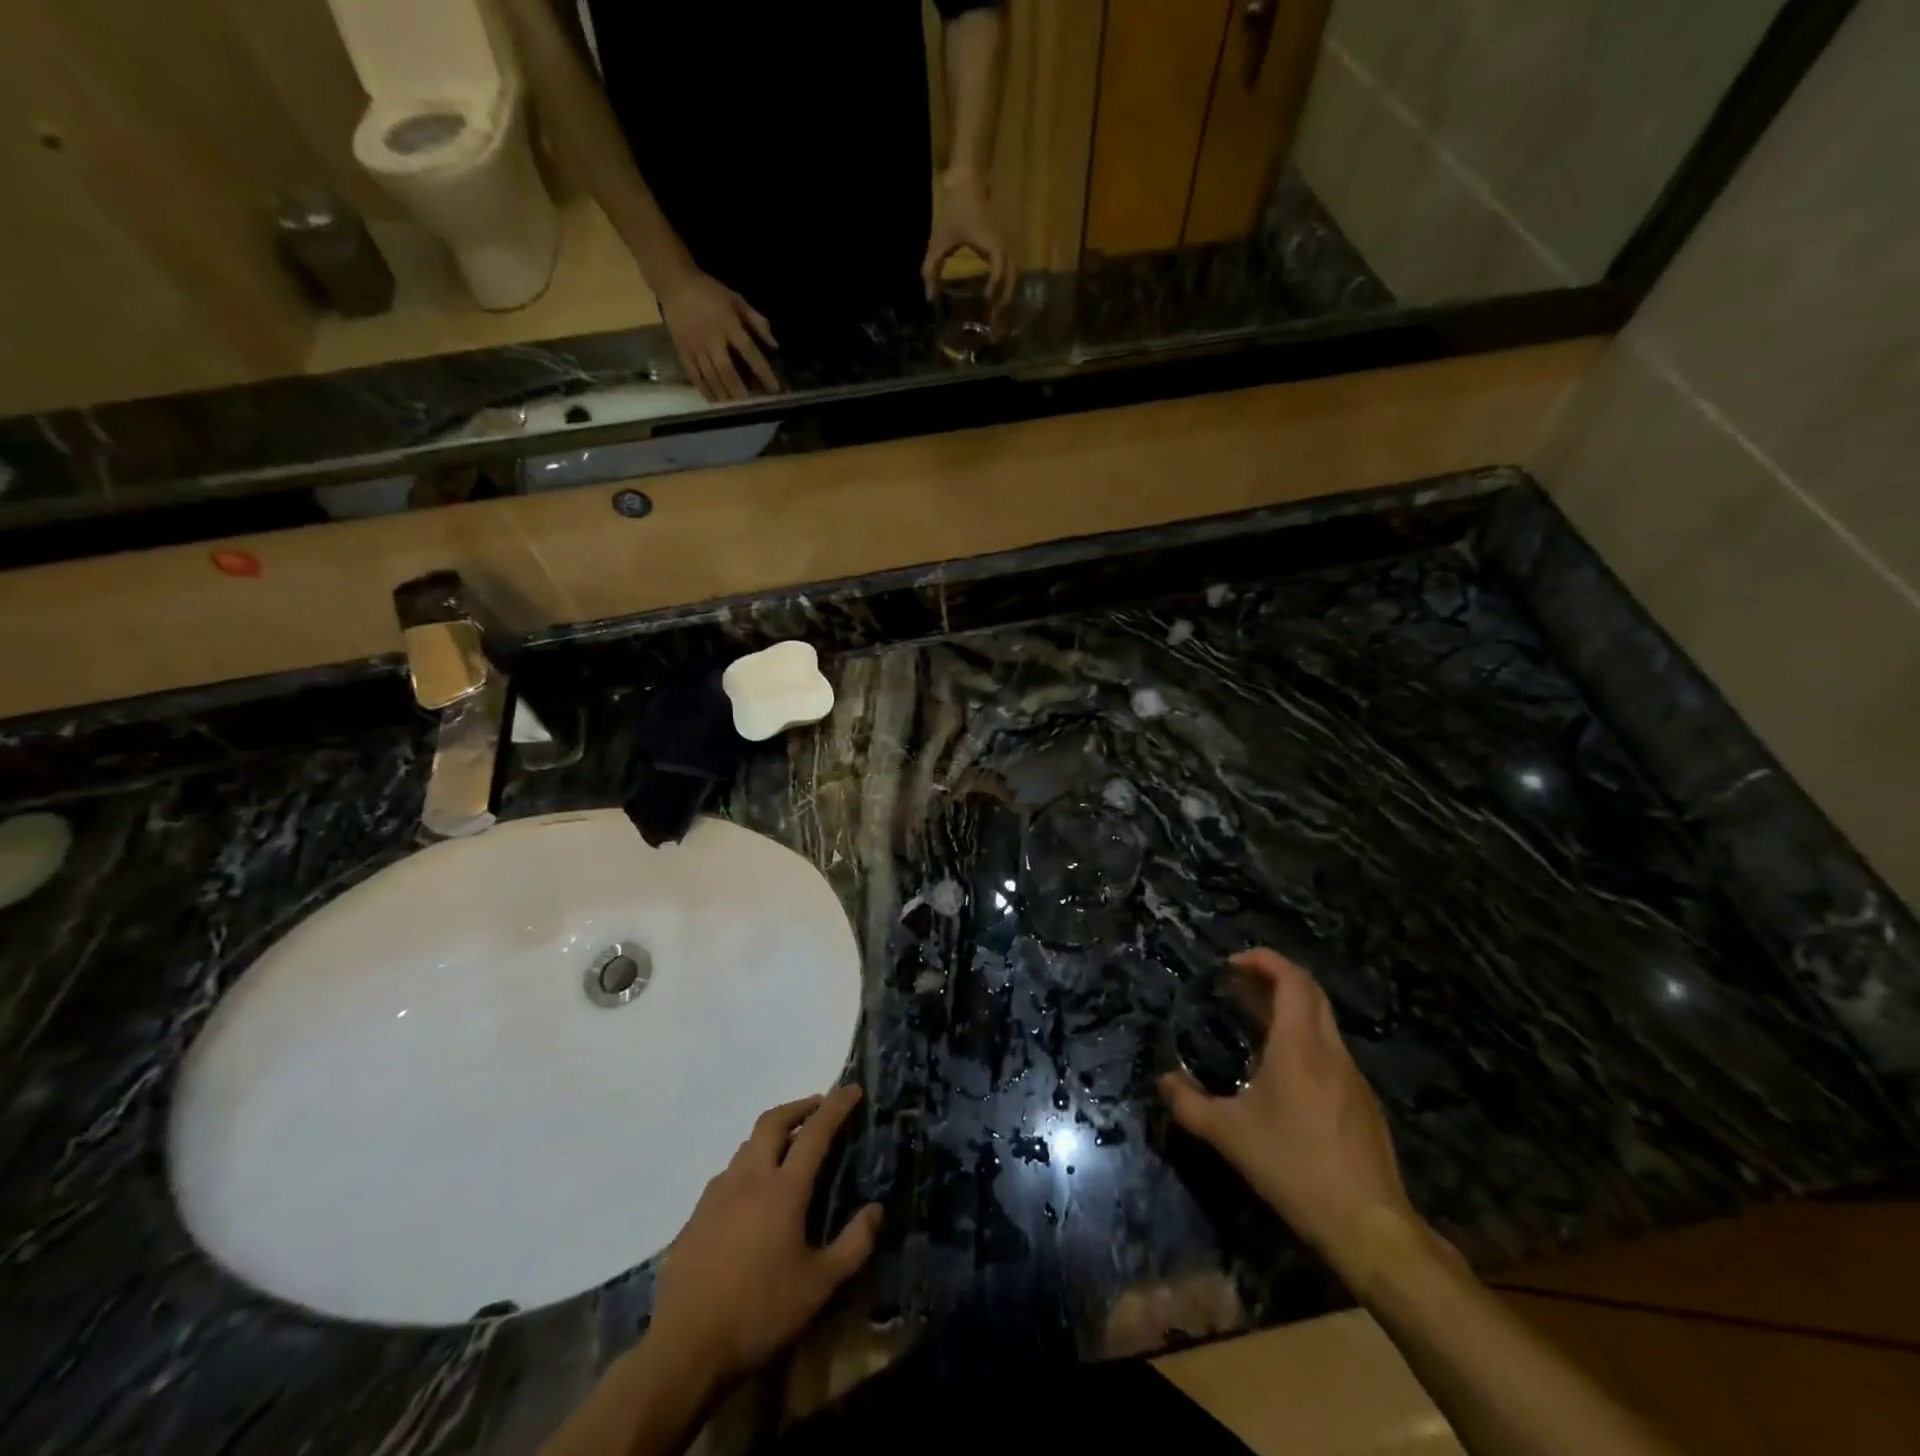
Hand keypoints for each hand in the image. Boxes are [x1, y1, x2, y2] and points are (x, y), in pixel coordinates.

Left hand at [648, 1086, 882, 1390]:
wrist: (684, 1348)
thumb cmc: (759, 1313)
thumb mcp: (819, 1287)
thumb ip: (853, 1245)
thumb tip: (875, 1209)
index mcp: (783, 1189)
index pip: (815, 1132)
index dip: (836, 1107)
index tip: (853, 1089)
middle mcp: (749, 1178)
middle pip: (774, 1121)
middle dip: (799, 1106)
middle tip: (819, 1107)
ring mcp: (718, 1193)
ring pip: (747, 1144)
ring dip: (772, 1134)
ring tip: (788, 1148)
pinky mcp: (697, 1215)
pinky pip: (728, 1173)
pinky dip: (748, 1165)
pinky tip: (752, 1193)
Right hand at [657, 269, 779, 402]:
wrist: (674, 283)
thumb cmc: (709, 291)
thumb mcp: (737, 300)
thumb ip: (757, 321)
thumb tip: (775, 345)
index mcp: (728, 325)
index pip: (749, 351)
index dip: (763, 371)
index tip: (775, 388)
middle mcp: (711, 339)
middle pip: (727, 371)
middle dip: (740, 390)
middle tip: (751, 406)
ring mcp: (695, 347)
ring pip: (710, 377)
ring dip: (723, 395)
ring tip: (734, 410)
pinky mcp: (682, 351)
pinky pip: (694, 375)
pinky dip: (704, 390)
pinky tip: (713, 402)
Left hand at [922, 169, 1016, 315]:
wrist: (969, 185)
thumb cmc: (954, 212)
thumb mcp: (939, 240)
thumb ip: (932, 269)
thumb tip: (929, 299)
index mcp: (992, 244)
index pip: (999, 271)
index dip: (995, 290)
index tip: (986, 305)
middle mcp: (1005, 248)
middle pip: (1012, 282)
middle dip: (1005, 305)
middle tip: (995, 329)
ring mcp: (1008, 249)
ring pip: (1015, 281)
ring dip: (1008, 302)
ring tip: (999, 324)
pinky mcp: (1006, 252)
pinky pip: (1012, 277)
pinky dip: (1007, 293)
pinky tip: (998, 309)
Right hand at [1159, 950, 1422, 1279]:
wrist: (1369, 1226)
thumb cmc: (1293, 1167)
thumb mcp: (1229, 1136)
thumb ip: (1190, 1104)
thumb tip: (1163, 1081)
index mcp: (1299, 1046)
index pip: (1291, 980)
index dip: (1265, 960)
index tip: (1233, 963)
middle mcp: (1330, 1051)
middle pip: (1310, 993)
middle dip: (1275, 978)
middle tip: (1239, 984)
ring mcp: (1353, 1076)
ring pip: (1323, 1022)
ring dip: (1290, 1009)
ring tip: (1254, 1021)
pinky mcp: (1363, 1102)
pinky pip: (1331, 1051)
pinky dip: (1304, 1039)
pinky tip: (1283, 1070)